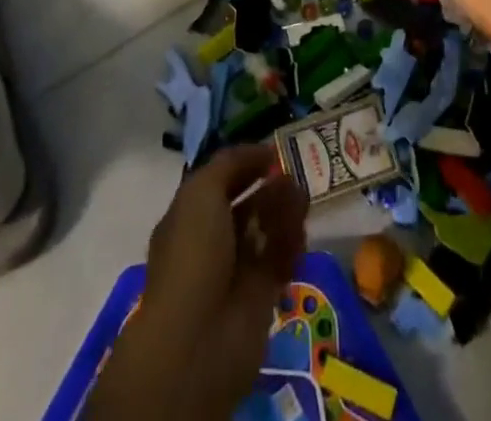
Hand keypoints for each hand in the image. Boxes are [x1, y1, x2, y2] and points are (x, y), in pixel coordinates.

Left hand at [87, 146, 307, 420]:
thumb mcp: (201, 192)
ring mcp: (236, 270)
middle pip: (246, 205)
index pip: (219, 182)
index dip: (244, 164)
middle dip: (269, 186)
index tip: (272, 151)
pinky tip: (301, 227)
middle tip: (294, 170)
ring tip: (302, 194)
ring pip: (266, 230)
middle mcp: (211, 242)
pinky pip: (280, 259)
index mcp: (188, 218)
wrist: (199, 339)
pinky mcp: (262, 295)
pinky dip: (291, 241)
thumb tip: (261, 151)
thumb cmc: (193, 254)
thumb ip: (231, 164)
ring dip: (284, 210)